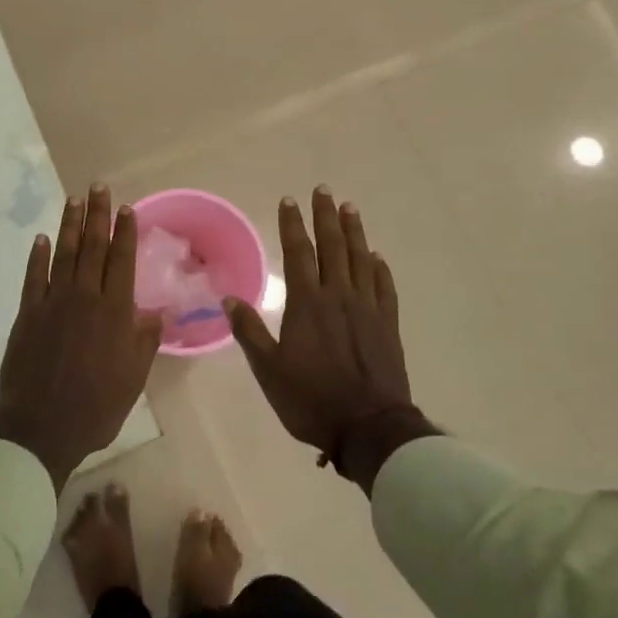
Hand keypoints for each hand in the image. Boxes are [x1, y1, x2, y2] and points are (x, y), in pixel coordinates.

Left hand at [0, 185, 161, 491]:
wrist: (42, 428)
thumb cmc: (96, 407)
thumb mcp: (133, 378)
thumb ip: (145, 340)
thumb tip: (160, 311)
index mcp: (114, 312)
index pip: (121, 261)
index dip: (125, 233)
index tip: (126, 208)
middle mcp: (85, 298)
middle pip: (93, 248)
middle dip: (97, 215)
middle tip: (98, 187)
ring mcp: (53, 303)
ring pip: (64, 255)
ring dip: (70, 226)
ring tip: (74, 200)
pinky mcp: (27, 314)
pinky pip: (34, 277)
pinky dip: (38, 256)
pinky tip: (41, 239)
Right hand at [223, 188, 437, 492]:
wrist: (369, 427)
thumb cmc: (311, 399)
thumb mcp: (269, 370)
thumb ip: (250, 332)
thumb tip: (229, 299)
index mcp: (308, 304)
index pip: (299, 252)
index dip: (293, 225)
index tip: (289, 200)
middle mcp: (339, 296)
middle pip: (333, 246)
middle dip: (325, 216)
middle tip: (323, 190)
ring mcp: (368, 308)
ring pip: (361, 259)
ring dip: (355, 232)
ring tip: (350, 208)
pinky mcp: (388, 325)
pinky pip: (384, 287)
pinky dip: (379, 267)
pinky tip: (376, 256)